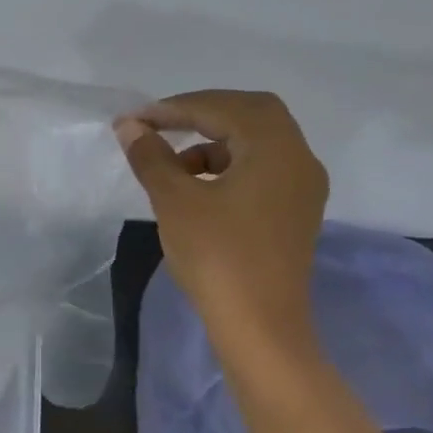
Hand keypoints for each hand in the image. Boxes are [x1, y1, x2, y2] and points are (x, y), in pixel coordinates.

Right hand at [115, 91, 328, 369]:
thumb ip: (152, 157)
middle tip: (159, 125)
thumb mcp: (175, 201)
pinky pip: (261, 169)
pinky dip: (228, 165)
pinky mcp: (295, 212)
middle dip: (201, 114)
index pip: (224, 108)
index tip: (136, 119)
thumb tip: (131, 127)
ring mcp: (301, 187)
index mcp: (276, 148)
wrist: (259, 325)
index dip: (176, 107)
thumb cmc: (216, 256)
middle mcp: (299, 159)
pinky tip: (197, 187)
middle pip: (250, 115)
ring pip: (257, 143)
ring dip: (213, 141)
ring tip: (171, 163)